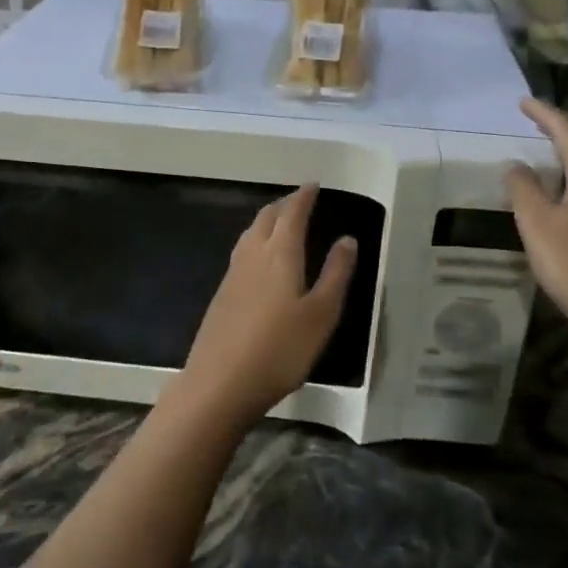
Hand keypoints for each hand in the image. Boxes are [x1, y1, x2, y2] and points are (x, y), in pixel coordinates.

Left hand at [179, 185, 356, 424]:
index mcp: (280, 254)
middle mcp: (253, 255)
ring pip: (250, 233)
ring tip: (280, 222)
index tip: (313, 184)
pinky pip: (241, 252)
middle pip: (267, 218)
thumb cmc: (280, 349)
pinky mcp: (221, 295)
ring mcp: (232, 274)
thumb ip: (335, 274)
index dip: (303, 197)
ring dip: (266, 221)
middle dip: (284, 205)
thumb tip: (347, 239)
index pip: (292, 213)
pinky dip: (255, 241)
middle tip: (299, 200)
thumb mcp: (321, 314)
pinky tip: (259, 259)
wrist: (220, 383)